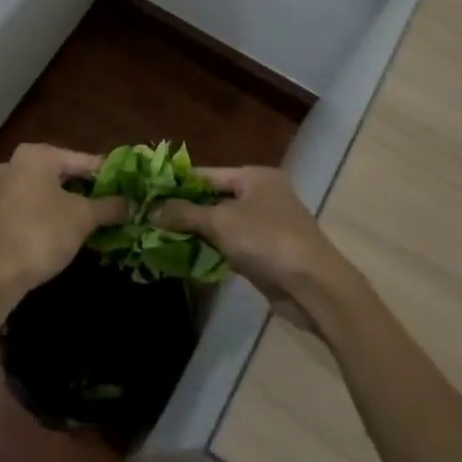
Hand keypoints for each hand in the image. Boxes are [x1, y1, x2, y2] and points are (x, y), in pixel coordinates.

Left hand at [0, 144, 127, 294]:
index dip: (108, 175)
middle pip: (64, 172)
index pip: (83, 160)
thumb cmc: (43, 233)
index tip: (128, 188)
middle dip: (88, 189)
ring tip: (96, 217)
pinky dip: (51, 211)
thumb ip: (109, 206)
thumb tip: (131, 204)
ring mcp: (3, 185)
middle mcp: (16, 162)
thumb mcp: (83, 218)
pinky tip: (68, 227)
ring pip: (48, 189)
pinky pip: (33, 202)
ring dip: (70, 202)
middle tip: (114, 204)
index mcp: (37, 155)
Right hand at [151, 166, 357, 325]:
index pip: (207, 174)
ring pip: (221, 224)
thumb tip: (151, 209)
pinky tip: (186, 256)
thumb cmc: (267, 240)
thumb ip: (185, 214)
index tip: (148, 192)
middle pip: (214, 198)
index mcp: (254, 176)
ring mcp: (266, 224)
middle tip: (149, 217)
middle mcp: (261, 195)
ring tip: (159, 236)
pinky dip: (211, 249)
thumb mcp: (221, 222)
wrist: (314, 287)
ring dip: (196, 232)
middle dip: (184, 210)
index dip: (177, 183)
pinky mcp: (266, 252)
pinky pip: (231, 245)